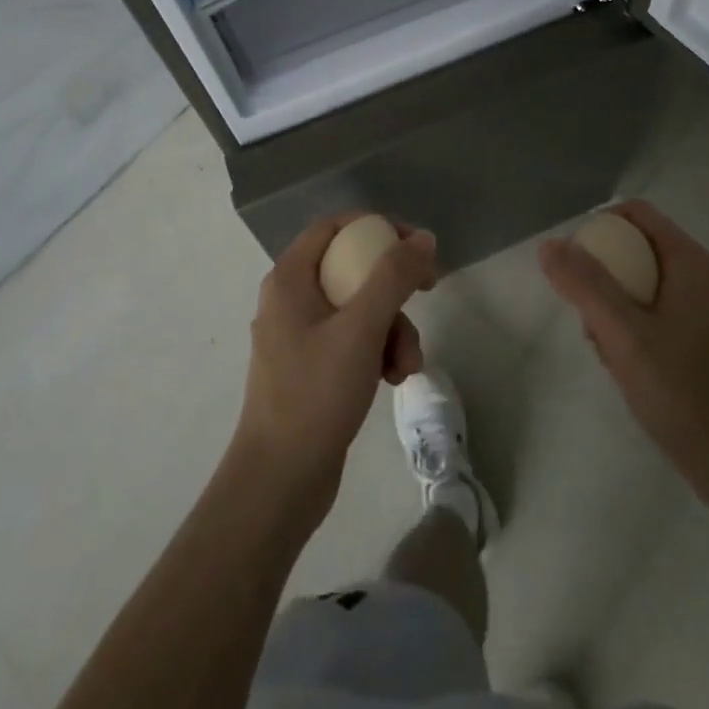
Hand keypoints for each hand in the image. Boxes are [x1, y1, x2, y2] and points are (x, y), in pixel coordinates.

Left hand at [231, 215, 437, 521]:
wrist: (279, 482)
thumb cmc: (315, 395)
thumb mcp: (362, 329)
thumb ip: (393, 276)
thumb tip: (423, 237)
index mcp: (290, 278)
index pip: (336, 226)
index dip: (378, 227)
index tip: (415, 245)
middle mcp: (291, 298)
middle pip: (353, 268)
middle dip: (394, 288)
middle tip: (428, 291)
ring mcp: (300, 335)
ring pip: (360, 308)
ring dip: (393, 329)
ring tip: (407, 366)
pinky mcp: (312, 367)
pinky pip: (353, 340)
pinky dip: (377, 352)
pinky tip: (392, 380)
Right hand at [540, 200, 708, 504]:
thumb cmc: (683, 393)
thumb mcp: (625, 335)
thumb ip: (586, 285)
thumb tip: (549, 244)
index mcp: (691, 263)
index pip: (637, 214)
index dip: (598, 225)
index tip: (570, 259)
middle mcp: (700, 277)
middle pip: (636, 247)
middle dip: (602, 273)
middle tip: (583, 310)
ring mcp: (702, 310)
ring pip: (640, 283)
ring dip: (612, 305)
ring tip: (602, 344)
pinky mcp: (699, 339)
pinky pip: (652, 311)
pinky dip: (629, 326)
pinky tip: (620, 363)